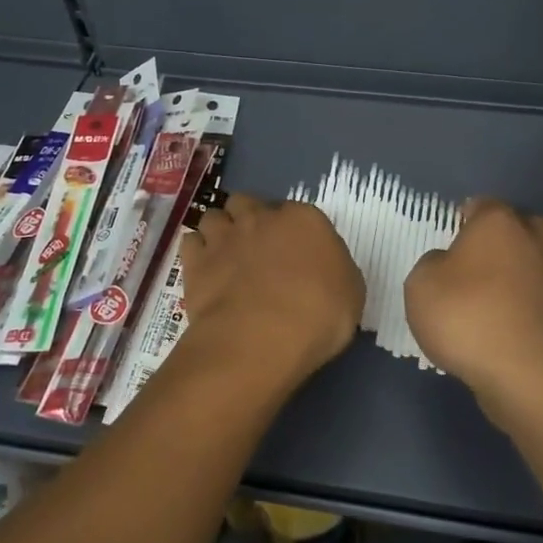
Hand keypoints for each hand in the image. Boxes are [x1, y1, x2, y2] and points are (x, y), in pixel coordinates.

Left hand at [180, 193, 364, 381]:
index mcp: (304, 220)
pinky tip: (206, 270)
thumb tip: (321, 270)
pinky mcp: (195, 260)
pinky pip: (192, 242)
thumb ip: (334, 271)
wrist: (261, 338)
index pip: (296, 212)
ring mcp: (225, 236)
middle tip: (258, 251)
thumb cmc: (318, 315)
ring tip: (227, 257)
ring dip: (221, 231)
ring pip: (215, 216)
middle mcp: (261, 218)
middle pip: (249, 203)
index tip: (295, 255)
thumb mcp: (351, 294)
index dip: (293, 233)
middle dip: (250, 220)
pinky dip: (198, 252)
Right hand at [405, 199, 542, 427]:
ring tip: (498, 289)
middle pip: (524, 226)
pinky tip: (509, 319)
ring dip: (524, 269)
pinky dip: (530, 303)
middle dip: (507, 236)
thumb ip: (431, 265)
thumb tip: (446, 264)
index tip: (453, 232)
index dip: (467, 216)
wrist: (523, 370)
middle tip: (480, 257)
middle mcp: (532, 242)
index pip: (484, 205)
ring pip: (541, 260)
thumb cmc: (465, 314)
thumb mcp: (421, 284)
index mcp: (497, 224)